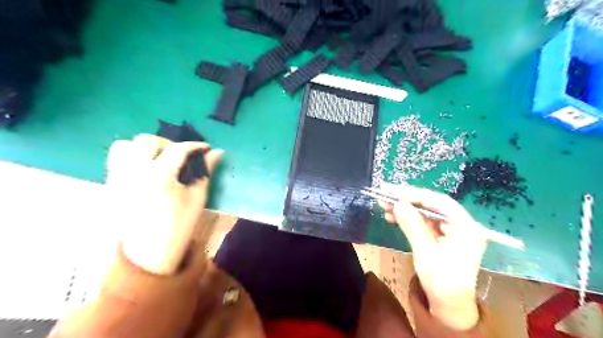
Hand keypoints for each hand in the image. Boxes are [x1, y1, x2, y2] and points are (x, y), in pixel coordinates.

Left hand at [106, 134, 222, 275]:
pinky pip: (116, 159)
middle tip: (181, 155)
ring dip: (144, 147)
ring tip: (158, 159)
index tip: (205, 147)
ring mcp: (118, 177)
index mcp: (160, 175)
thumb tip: (217, 152)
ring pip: (125, 145)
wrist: (148, 254)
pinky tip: (145, 169)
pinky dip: (131, 156)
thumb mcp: (197, 197)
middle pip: (148, 141)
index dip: (195, 145)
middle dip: (168, 144)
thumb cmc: (179, 226)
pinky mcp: (110, 184)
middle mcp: (134, 171)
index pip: (178, 149)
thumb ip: (206, 171)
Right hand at [381, 184, 483, 327]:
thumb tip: (397, 204)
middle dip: (407, 199)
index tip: (393, 191)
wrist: (449, 304)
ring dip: (405, 208)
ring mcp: (451, 228)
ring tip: (384, 206)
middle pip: (432, 204)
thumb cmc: (441, 282)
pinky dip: (408, 218)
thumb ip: (413, 226)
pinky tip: (392, 216)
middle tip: (385, 195)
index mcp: (466, 228)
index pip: (440, 203)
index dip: (415, 194)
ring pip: (426, 211)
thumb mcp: (425, 253)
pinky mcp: (442, 233)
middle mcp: (461, 224)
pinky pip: (424, 220)